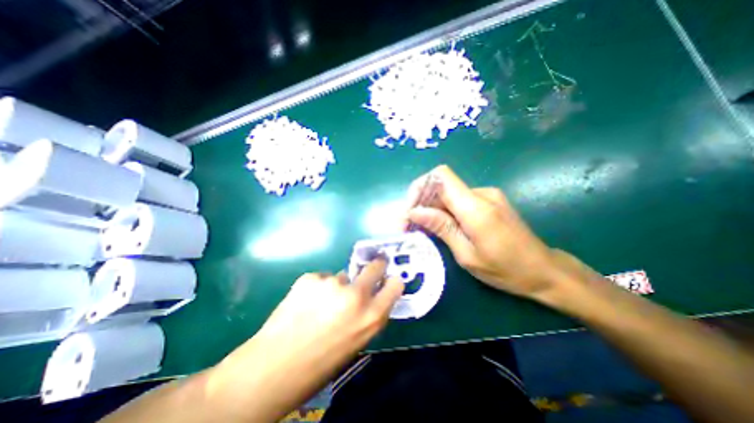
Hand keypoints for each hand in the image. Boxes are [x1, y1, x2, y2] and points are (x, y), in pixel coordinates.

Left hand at [209, 259, 402, 420]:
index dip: (391, 281)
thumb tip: (371, 295)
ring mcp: (333, 283)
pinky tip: (305, 302)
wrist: (273, 367)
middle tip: (370, 269)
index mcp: (372, 316)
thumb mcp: (357, 342)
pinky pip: (322, 278)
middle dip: (375, 266)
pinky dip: (318, 287)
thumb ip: (368, 315)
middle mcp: (356, 294)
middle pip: (375, 266)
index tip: (387, 279)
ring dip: (337, 286)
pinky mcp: (311, 277)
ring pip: (343, 276)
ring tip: (320, 304)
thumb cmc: (321, 364)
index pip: (395, 285)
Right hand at [407, 166, 571, 300]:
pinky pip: (458, 199)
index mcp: (477, 208)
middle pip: (441, 185)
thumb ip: (441, 228)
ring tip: (421, 229)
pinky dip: (444, 210)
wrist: (544, 271)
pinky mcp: (489, 200)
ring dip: (430, 207)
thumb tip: (414, 211)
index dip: (420, 187)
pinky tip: (440, 226)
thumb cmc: (506, 270)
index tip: (409, 211)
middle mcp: (482, 194)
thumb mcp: (467, 255)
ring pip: (448, 193)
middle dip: (420, 202)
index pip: (441, 177)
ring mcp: (487, 195)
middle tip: (408, 226)